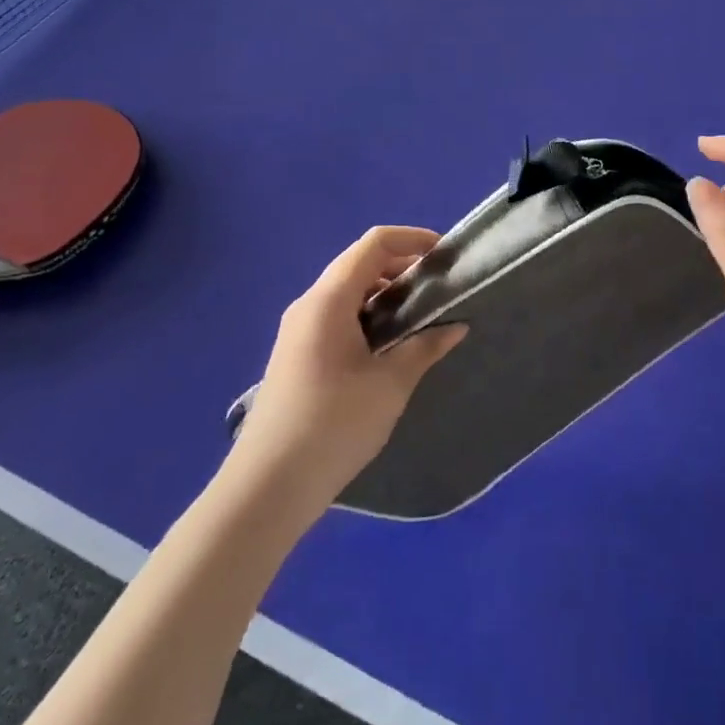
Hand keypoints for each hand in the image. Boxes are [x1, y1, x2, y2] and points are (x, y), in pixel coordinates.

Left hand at [230, 226, 466, 509]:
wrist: (268, 485)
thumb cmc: (334, 425)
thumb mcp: (390, 384)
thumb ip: (425, 347)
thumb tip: (456, 326)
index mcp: (328, 300)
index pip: (373, 244)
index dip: (412, 239)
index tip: (446, 254)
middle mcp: (309, 305)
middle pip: (359, 264)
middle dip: (402, 266)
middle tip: (439, 287)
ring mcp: (299, 330)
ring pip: (348, 292)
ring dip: (386, 293)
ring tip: (421, 315)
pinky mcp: (298, 354)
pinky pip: (338, 316)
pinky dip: (369, 315)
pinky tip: (391, 343)